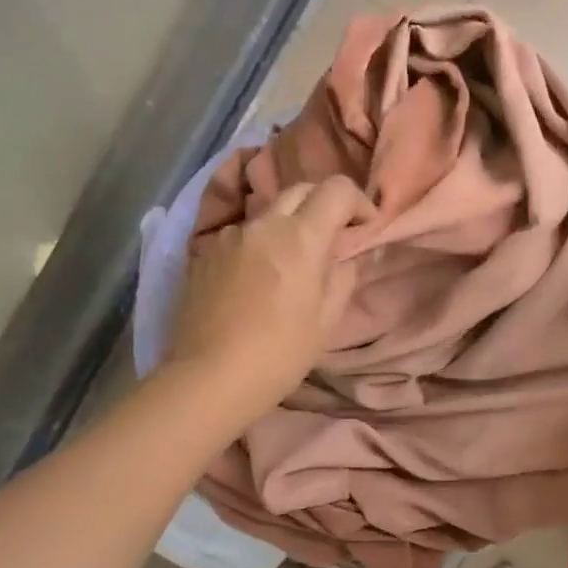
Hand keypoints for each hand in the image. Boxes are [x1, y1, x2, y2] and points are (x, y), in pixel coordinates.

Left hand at [165, 176, 362, 422]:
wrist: (209, 378)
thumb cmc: (280, 354)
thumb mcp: (327, 320)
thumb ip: (345, 275)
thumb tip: (350, 253)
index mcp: (300, 237)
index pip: (337, 189)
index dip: (358, 203)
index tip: (364, 229)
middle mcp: (263, 224)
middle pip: (301, 189)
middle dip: (324, 206)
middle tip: (334, 239)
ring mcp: (229, 235)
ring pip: (268, 213)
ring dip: (289, 226)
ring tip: (291, 264)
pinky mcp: (204, 252)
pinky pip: (242, 235)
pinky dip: (260, 245)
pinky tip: (257, 280)